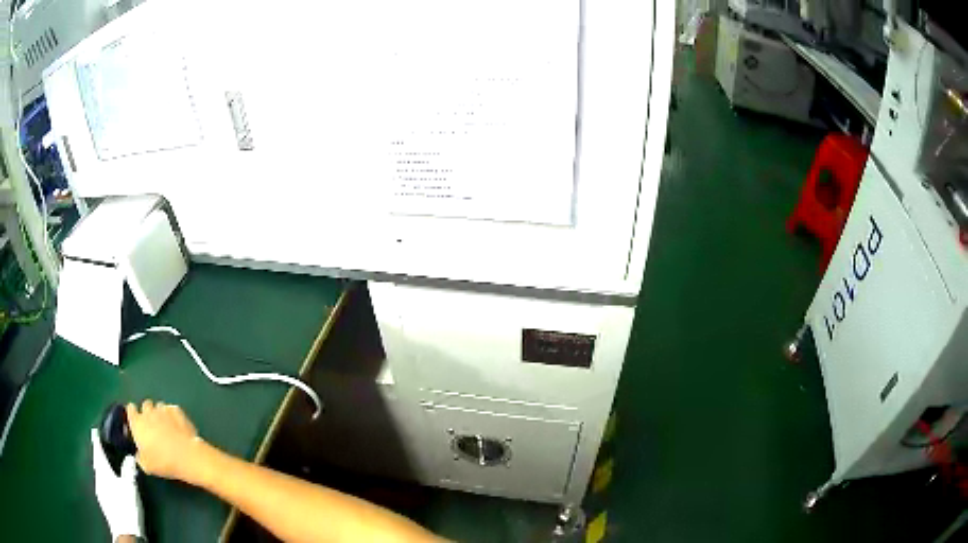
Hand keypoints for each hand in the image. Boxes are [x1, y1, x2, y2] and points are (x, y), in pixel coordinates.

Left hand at [91, 429, 143, 541]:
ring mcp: (100, 491)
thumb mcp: (130, 487)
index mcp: (103, 471)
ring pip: (98, 474)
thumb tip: (129, 456)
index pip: (98, 451)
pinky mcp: (104, 502)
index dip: (96, 441)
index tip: (95, 431)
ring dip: (101, 467)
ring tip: (106, 464)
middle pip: (97, 463)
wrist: (125, 532)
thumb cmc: (126, 506)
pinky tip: (109, 484)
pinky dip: (104, 479)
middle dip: (98, 454)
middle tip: (101, 447)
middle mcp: (98, 478)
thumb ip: (129, 470)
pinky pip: (101, 484)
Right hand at [126, 400, 202, 480]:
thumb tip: (139, 454)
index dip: (132, 414)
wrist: (186, 456)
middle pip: (145, 405)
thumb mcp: (146, 466)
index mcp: (137, 423)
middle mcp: (148, 412)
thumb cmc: (163, 462)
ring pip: (158, 406)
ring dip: (160, 414)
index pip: (130, 409)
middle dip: (148, 413)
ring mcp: (163, 410)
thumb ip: (139, 457)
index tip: (136, 422)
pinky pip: (172, 409)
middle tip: (153, 427)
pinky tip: (176, 425)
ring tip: (166, 427)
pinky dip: (173, 415)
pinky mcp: (177, 411)